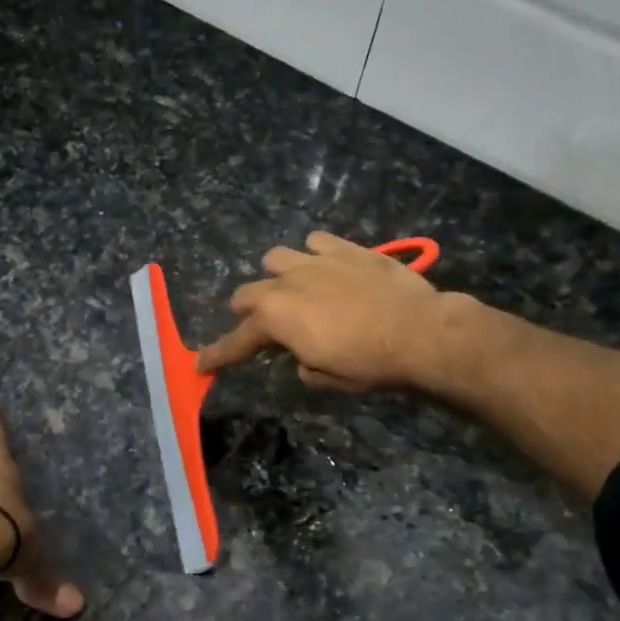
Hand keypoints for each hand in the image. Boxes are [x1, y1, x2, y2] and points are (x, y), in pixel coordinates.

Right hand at [196, 232, 455, 392]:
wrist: (419, 331)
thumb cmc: (369, 364)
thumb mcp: (328, 378)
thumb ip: (303, 365)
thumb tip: (303, 357)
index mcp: (276, 320)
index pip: (236, 341)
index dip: (217, 355)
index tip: (201, 364)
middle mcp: (286, 284)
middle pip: (247, 292)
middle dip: (248, 311)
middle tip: (263, 326)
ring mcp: (316, 261)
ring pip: (277, 258)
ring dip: (278, 275)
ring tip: (295, 288)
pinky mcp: (346, 249)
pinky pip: (317, 242)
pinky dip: (316, 254)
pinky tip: (329, 266)